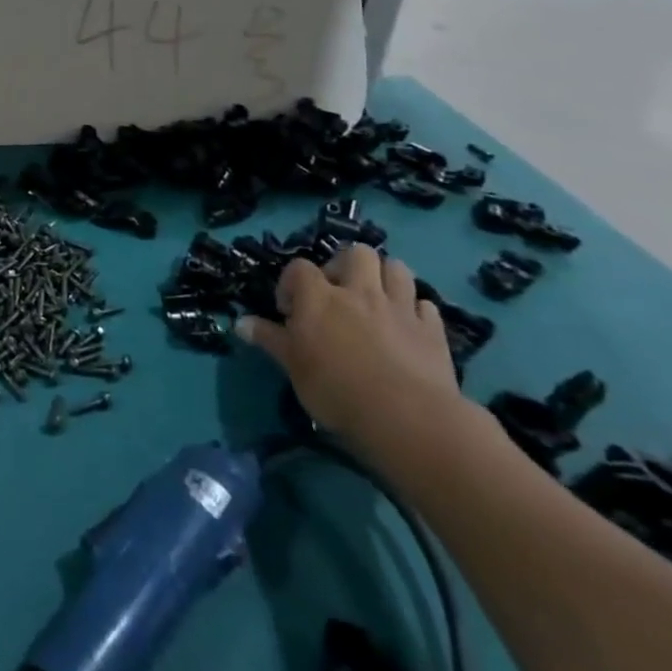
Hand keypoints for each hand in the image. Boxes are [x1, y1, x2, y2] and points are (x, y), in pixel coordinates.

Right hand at [237, 245, 477, 468]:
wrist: (408, 418)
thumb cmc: (337, 389)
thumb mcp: (293, 366)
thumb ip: (269, 339)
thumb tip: (239, 323)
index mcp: (319, 296)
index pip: (299, 268)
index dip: (292, 283)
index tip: (290, 311)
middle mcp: (359, 291)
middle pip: (357, 252)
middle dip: (346, 265)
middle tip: (339, 292)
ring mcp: (399, 308)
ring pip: (396, 268)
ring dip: (385, 277)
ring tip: (376, 299)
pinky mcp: (433, 331)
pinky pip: (426, 305)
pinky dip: (415, 310)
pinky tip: (408, 325)